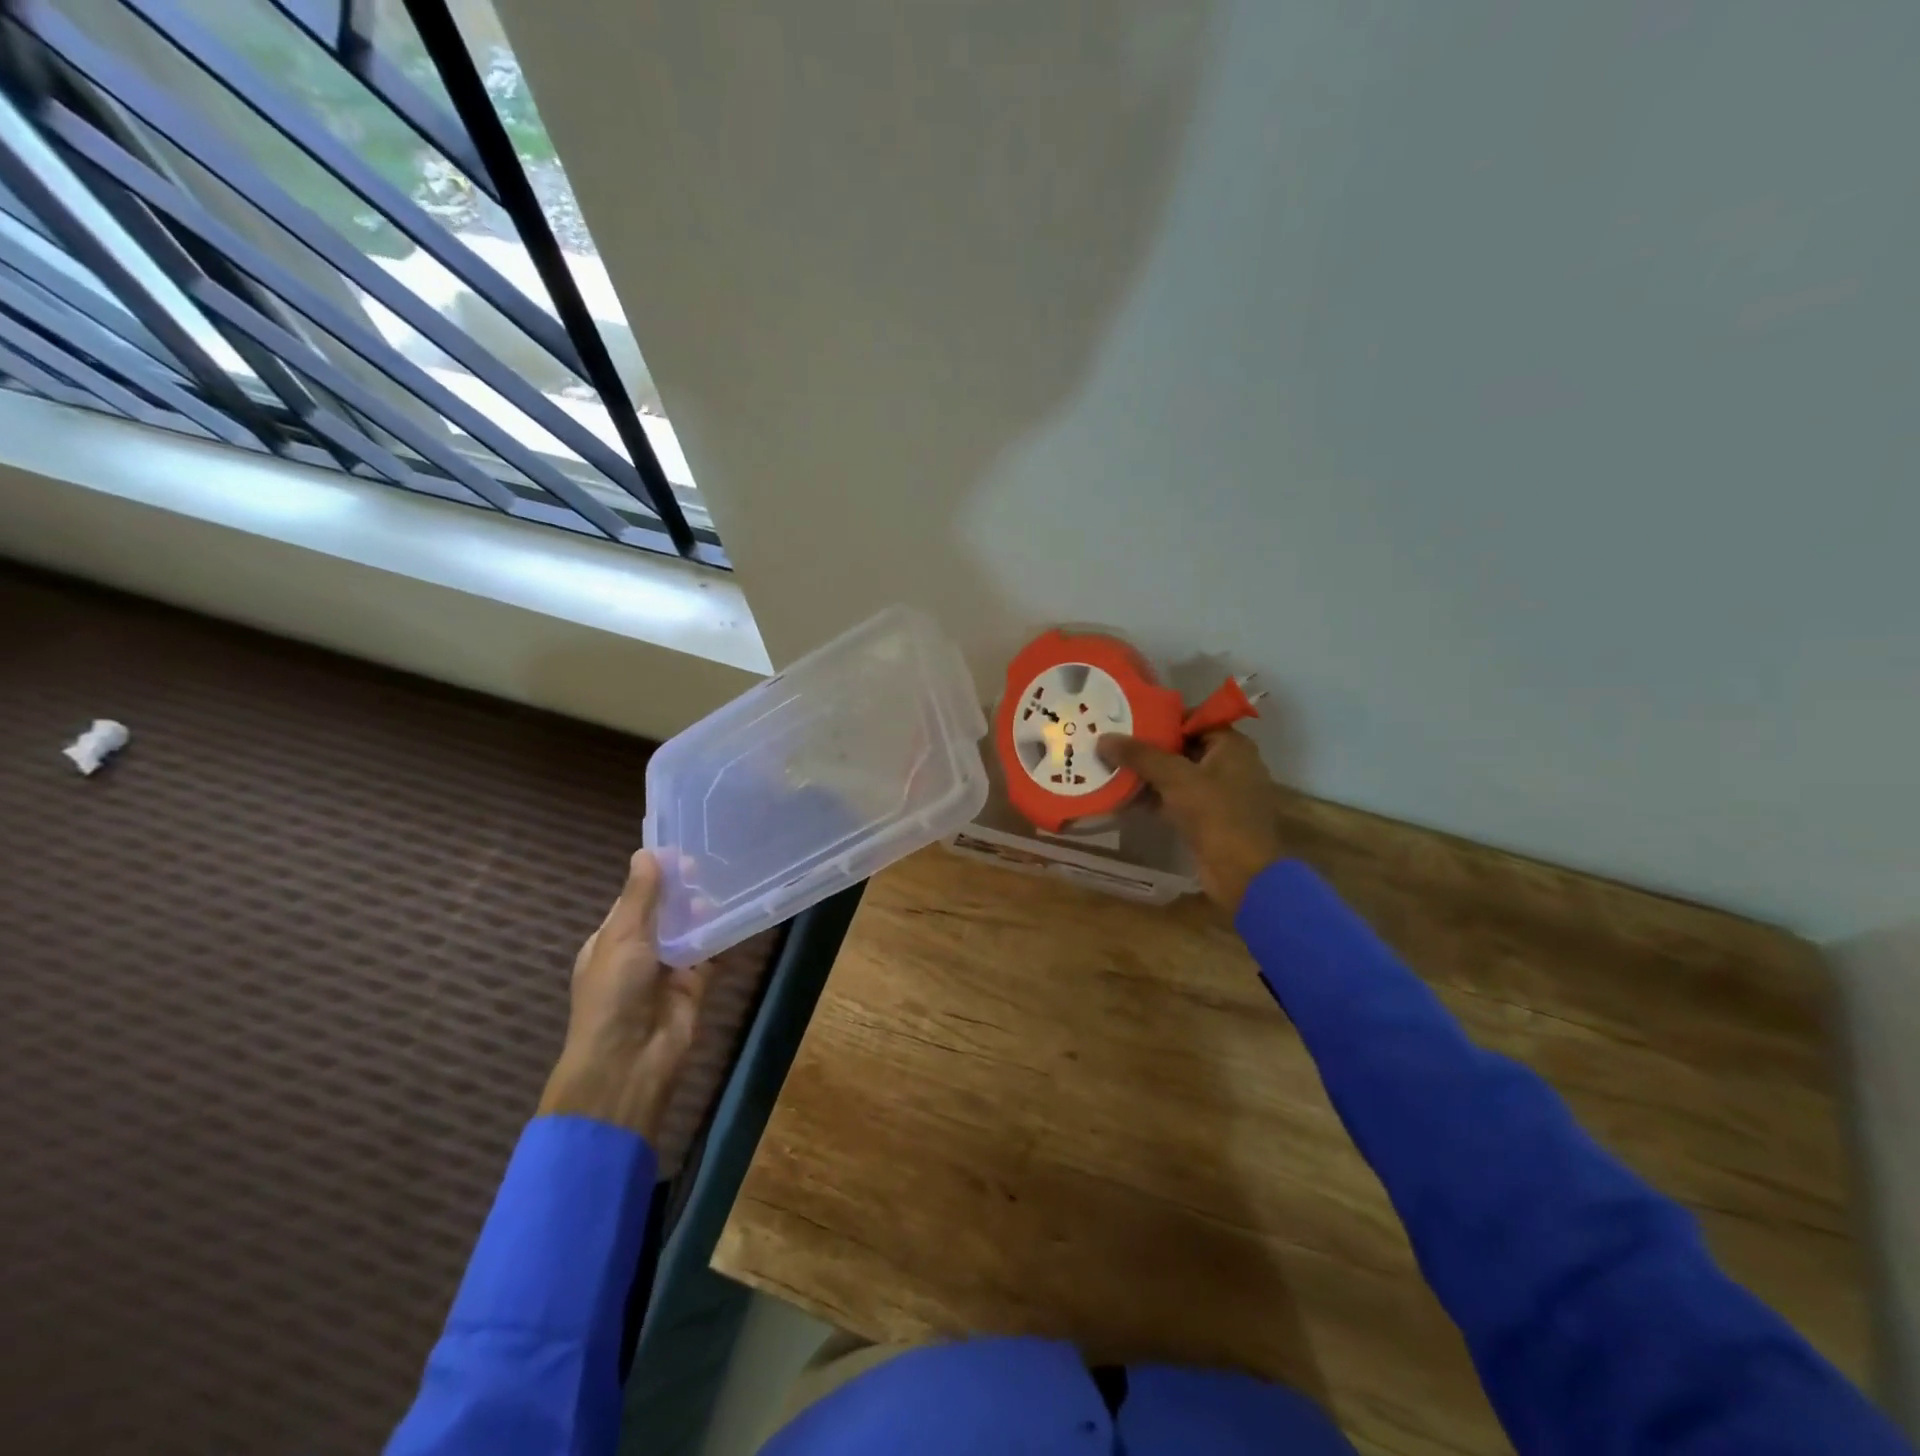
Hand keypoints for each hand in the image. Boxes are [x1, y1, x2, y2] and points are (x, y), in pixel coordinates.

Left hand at [538, 850, 708, 1142]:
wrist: (630, 1060)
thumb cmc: (614, 993)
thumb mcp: (622, 937)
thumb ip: (640, 896)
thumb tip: (646, 853)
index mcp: (611, 942)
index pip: (634, 900)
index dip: (655, 877)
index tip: (682, 853)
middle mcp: (639, 953)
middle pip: (665, 914)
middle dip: (682, 892)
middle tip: (707, 867)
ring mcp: (667, 970)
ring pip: (689, 931)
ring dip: (702, 912)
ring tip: (724, 886)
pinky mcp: (695, 985)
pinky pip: (710, 954)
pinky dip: (722, 937)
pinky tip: (737, 915)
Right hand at [1098, 728, 1288, 911]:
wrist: (1243, 874)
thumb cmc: (1217, 815)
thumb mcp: (1176, 778)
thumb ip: (1140, 756)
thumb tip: (1103, 738)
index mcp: (1232, 745)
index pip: (1193, 719)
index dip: (1160, 718)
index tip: (1127, 719)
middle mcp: (1229, 764)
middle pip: (1182, 747)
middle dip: (1148, 747)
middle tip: (1112, 743)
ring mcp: (1219, 793)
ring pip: (1177, 775)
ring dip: (1147, 774)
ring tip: (1110, 767)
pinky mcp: (1208, 818)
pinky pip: (1176, 799)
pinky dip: (1154, 797)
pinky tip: (1123, 797)